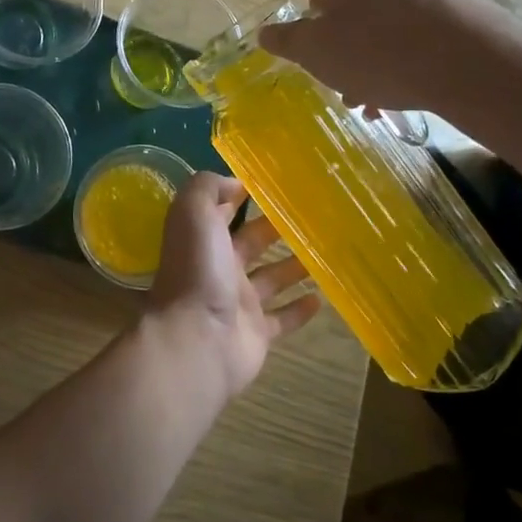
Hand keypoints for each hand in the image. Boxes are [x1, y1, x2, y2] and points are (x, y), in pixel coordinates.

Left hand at [143, 172, 321, 398]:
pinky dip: (300, 310)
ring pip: (272, 279)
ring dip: (295, 265)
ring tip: (327, 250)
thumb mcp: (194, 213)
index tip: (276, 183)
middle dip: (276, 229)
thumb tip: (235, 182)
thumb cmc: (197, 270)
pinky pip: (282, 319)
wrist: (198, 338)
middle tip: (314, 215)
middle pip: (253, 243)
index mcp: (203, 239)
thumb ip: (209, 188)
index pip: (223, 211)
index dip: (242, 196)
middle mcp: (219, 268)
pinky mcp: (257, 333)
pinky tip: (322, 297)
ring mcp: (239, 303)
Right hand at [258, 0, 521, 114]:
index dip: (318, 36)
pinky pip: (414, 26)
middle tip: (352, 88)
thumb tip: (264, 32)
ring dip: (374, 58)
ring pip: (382, 22)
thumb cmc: (376, 51)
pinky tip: (408, 85)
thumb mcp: (315, 52)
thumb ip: (286, 40)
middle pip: (351, 10)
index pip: (316, 0)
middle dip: (347, 50)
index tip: (328, 64)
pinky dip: (405, 53)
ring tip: (380, 99)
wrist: (468, 62)